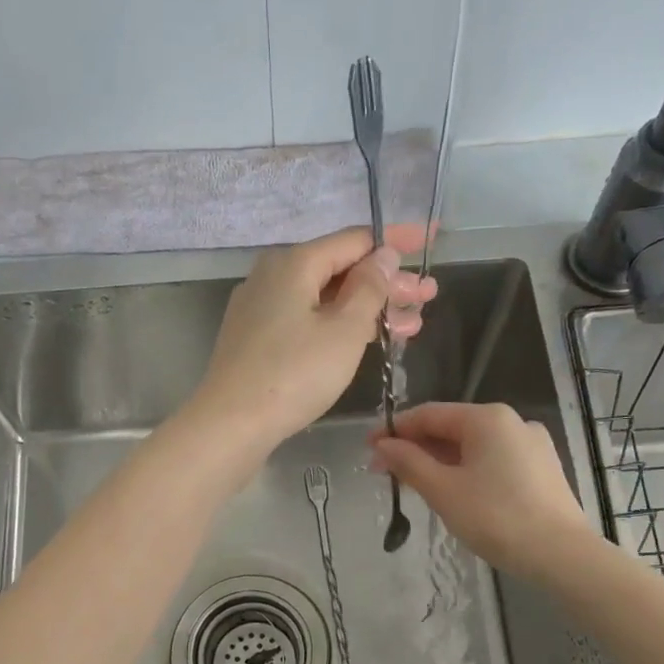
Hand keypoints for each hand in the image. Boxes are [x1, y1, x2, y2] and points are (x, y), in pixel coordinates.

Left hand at [188, 224, 435, 449]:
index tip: (431, 240)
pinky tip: (369, 339)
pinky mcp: (257, 337)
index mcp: (294, 262)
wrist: (232, 424)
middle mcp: (273, 275)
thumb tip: (382, 255)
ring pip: (325, 298)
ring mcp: (262, 307)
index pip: (356, 239)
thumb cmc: (294, 374)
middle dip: (388, 282)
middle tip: (428, 297)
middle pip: (340, 269)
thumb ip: (369, 288)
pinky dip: (340, 325)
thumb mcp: (345, 330)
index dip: (397, 241)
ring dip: (370, 308)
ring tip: (412, 324)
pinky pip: (308, 318)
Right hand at [371, 402, 593, 577]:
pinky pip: (492, 460)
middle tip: (385, 473)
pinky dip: (466, 470)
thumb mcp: (443, 490)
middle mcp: (512, 422)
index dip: (395, 430)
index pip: (429, 414)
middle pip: (451, 428)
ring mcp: (531, 445)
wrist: (560, 555)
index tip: (368, 449)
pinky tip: (452, 492)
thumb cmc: (496, 517)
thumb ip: (409, 463)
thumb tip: (382, 446)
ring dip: (439, 462)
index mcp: (487, 418)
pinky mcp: (541, 469)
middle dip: (415, 448)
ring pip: (472, 446)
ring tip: (413, 485)